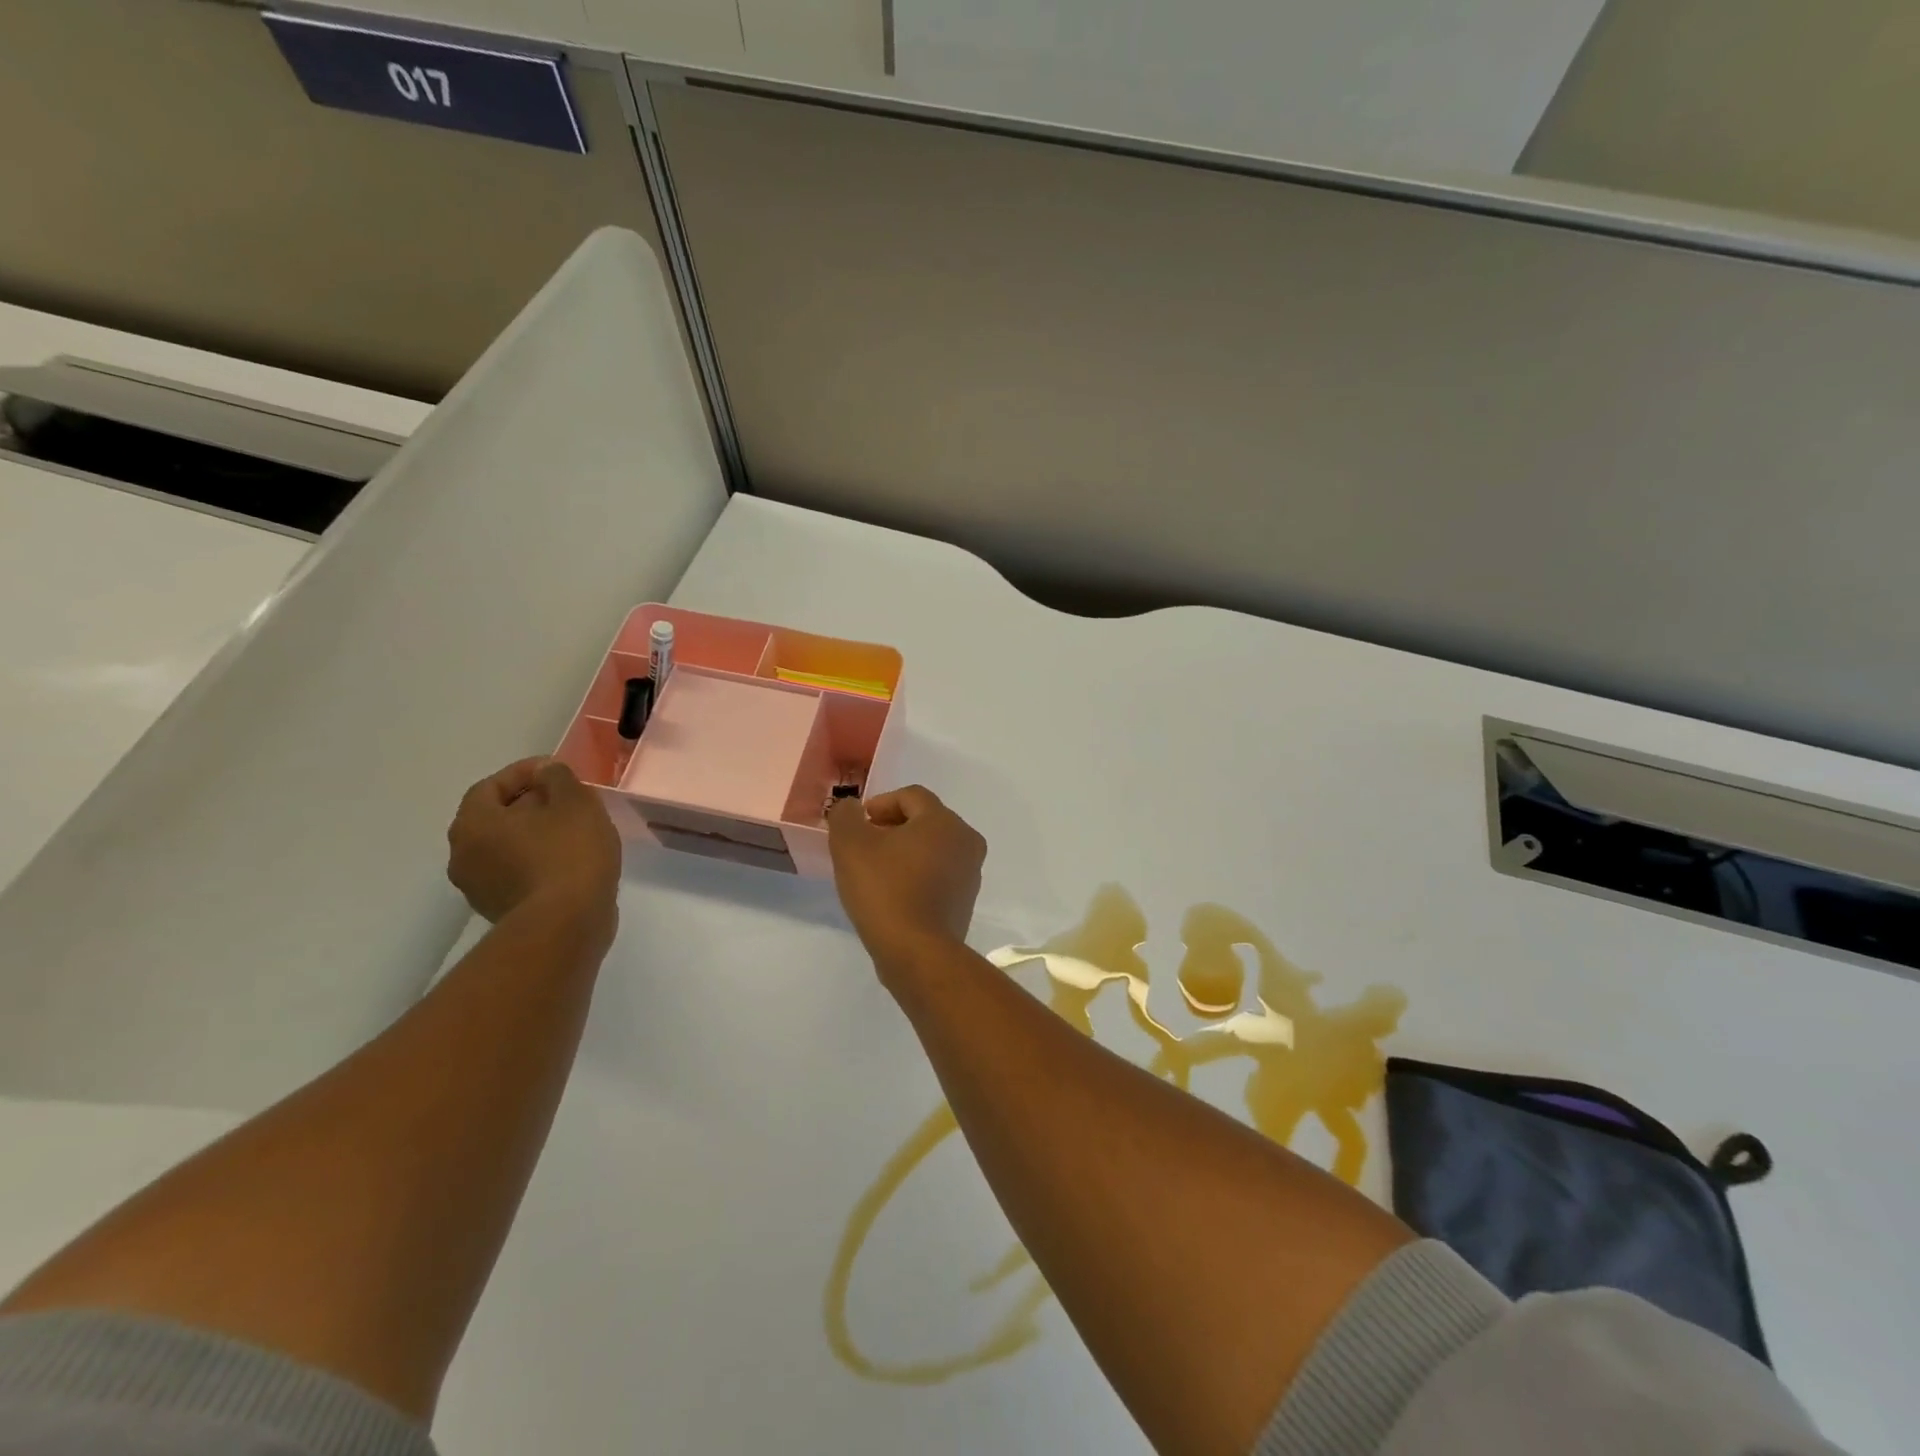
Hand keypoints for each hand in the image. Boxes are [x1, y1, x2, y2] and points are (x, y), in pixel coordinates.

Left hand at [447, 757, 621, 933]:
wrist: (567, 925)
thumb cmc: (568, 854)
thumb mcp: (574, 802)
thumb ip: (558, 777)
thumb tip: (546, 772)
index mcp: (473, 824)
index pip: (490, 786)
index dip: (524, 772)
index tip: (556, 770)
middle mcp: (463, 855)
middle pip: (495, 818)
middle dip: (530, 804)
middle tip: (567, 800)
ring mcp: (479, 888)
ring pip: (506, 847)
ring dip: (534, 835)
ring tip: (573, 830)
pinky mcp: (501, 911)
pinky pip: (517, 873)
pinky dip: (538, 861)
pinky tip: (570, 860)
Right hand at [828, 786, 986, 980]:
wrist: (917, 952)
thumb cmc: (885, 889)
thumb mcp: (850, 845)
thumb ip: (846, 816)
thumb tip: (851, 808)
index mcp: (944, 820)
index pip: (911, 795)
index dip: (880, 804)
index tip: (857, 825)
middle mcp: (966, 841)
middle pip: (924, 821)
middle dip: (892, 827)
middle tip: (863, 846)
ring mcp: (970, 873)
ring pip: (933, 849)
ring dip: (905, 852)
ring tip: (875, 872)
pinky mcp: (965, 902)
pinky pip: (938, 876)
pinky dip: (917, 876)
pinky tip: (893, 895)